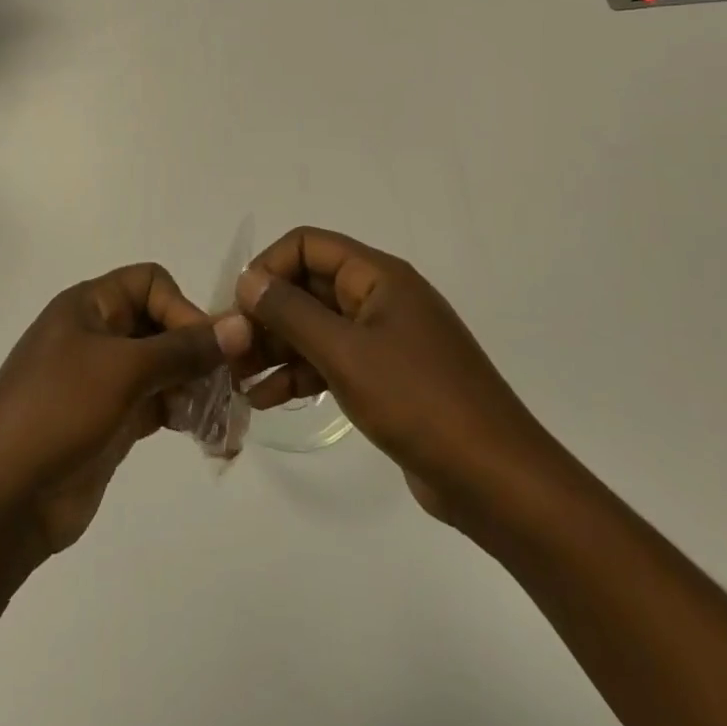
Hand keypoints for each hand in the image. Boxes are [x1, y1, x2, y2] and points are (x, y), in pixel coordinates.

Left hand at [0, 263, 252, 560]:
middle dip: (197, 350)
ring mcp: (103, 380)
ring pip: (163, 367)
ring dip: (196, 384)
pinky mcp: (111, 420)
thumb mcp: (122, 370)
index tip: (205, 349)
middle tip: (230, 385)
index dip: (182, 308)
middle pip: (161, 324)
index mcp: (88, 305)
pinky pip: (157, 403)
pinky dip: (182, 411)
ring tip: (222, 415)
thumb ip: (183, 348)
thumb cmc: (57, 412)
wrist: (0, 500)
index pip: (151, 283)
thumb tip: (241, 325)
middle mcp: (96, 334)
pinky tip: (205, 433)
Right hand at [235, 227, 560, 529]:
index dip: (269, 268)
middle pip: (309, 287)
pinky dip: (301, 375)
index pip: (308, 245)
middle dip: (267, 315)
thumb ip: (291, 313)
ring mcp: (385, 338)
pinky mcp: (387, 377)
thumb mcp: (346, 353)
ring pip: (317, 327)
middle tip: (230, 351)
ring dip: (277, 349)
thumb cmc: (418, 402)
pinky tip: (267, 400)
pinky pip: (333, 361)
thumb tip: (248, 279)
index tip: (238, 308)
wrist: (496, 479)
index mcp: (378, 276)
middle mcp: (380, 297)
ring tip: (238, 380)